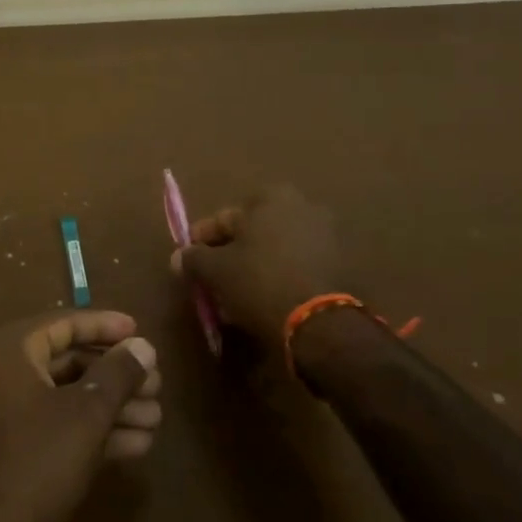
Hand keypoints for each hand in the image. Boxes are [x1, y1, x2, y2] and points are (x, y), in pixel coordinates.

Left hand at [0, 312, 160, 521]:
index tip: (141, 332)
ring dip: (111, 407)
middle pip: (67, 361)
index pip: (63, 323)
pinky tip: (136, 445)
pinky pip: (55, 428)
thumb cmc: (30, 466)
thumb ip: (117, 375)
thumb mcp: (83, 417)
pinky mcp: (9, 452)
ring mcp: (1, 415)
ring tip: (156, 418)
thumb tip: (143, 346)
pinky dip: (92, 433)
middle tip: (157, 385)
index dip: (105, 326)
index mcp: (7, 350)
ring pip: (65, 398)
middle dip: (115, 375)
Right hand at [170, 184, 343, 358]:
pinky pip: (296, 268)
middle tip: (212, 281)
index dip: (202, 241)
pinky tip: (264, 303)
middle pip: (252, 233)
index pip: (224, 218)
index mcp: (272, 198)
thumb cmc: (260, 282)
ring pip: (274, 251)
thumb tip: (179, 257)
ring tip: (236, 298)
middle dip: (231, 255)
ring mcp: (326, 236)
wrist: (321, 323)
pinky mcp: (341, 266)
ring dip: (254, 269)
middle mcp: (303, 207)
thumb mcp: (216, 271)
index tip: (189, 261)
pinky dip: (279, 279)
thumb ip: (194, 259)